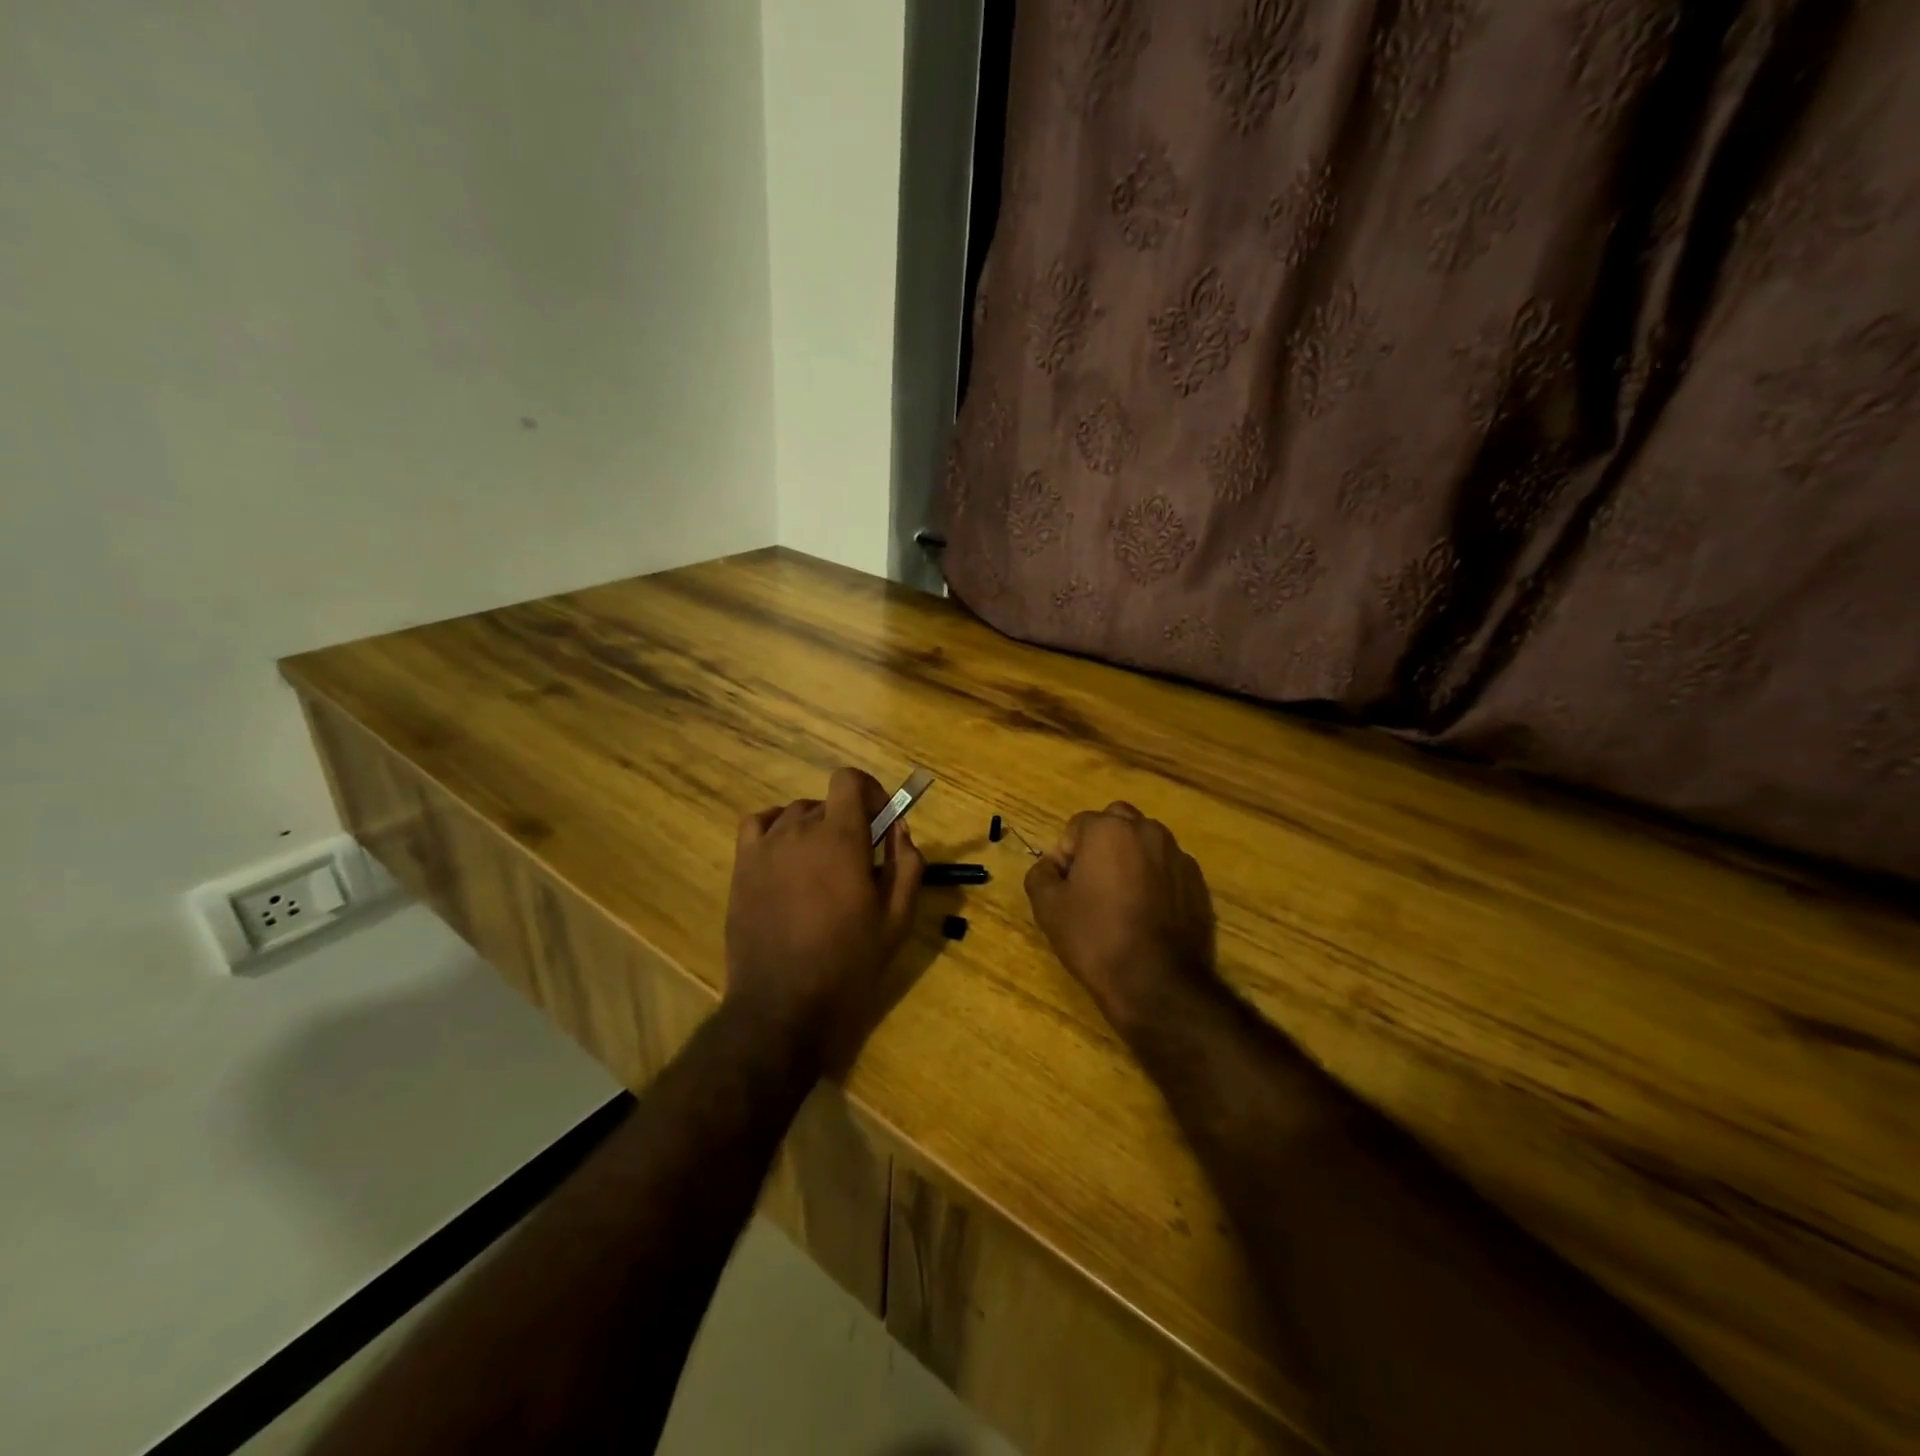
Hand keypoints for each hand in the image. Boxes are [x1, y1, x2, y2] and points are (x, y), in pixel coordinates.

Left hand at [725, 767, 925, 1071]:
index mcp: (841, 838)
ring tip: (822, 867)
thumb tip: (900, 829)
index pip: (849, 780)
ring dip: (814, 828)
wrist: (783, 1005)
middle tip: (858, 861)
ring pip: (794, 814)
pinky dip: (775, 828)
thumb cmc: (848, 963)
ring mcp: (765, 848)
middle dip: (848, 821)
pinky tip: (786, 855)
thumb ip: (907, 865)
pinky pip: (758, 825)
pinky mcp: (742, 868)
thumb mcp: (897, 919)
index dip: (870, 792)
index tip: (880, 821)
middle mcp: (799, 831)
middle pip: (826, 802)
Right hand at [1024, 802, 1220, 1037]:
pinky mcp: (1198, 882)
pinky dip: (1155, 879)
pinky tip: (1147, 914)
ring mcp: (1178, 856)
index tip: (1065, 887)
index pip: (1077, 826)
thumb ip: (1041, 874)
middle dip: (1101, 843)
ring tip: (1121, 899)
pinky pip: (1168, 868)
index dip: (1066, 855)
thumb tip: (1051, 866)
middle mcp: (1147, 831)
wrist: (1156, 982)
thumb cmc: (1096, 937)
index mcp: (1109, 829)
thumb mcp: (1048, 907)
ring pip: (1145, 843)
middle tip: (1092, 883)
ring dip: (1130, 858)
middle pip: (1116, 822)